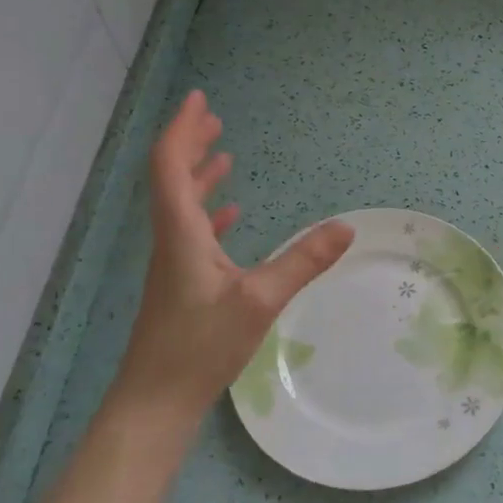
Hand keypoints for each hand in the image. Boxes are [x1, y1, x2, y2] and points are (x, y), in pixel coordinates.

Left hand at [115, 91, 353, 413]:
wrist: (156, 402)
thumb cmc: (199, 348)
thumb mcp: (259, 301)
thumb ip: (303, 262)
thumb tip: (347, 227)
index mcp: (181, 234)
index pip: (171, 166)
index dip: (182, 130)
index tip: (199, 100)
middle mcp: (172, 241)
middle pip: (173, 179)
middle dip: (192, 145)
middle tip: (213, 118)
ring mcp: (174, 265)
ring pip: (182, 205)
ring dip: (200, 175)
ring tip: (224, 152)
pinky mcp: (182, 286)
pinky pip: (194, 233)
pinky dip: (210, 212)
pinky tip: (231, 214)